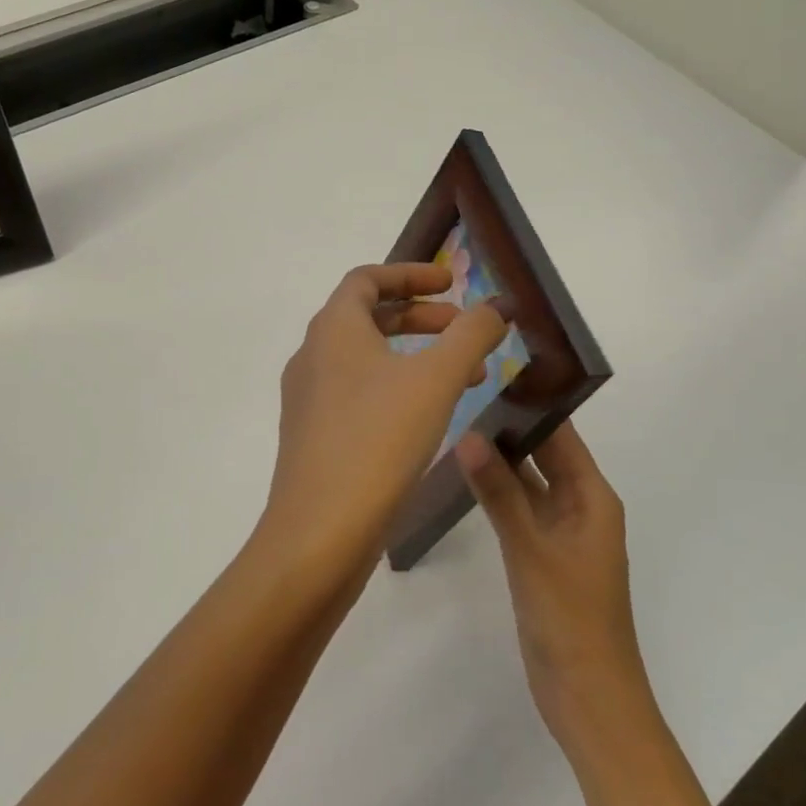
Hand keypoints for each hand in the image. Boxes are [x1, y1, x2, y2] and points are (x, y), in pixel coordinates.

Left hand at [255, 263, 507, 582]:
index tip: (452, 283)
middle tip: (467, 332)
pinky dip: (397, 389)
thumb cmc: (378, 440)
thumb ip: (471, 334)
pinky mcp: (314, 436)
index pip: (368, 278)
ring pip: (367, 359)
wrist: (320, 532)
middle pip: (369, 317)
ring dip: (416, 357)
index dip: (411, 273)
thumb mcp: (436, 379)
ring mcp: (309, 399)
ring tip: (465, 379)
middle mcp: (313, 356)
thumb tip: (497, 306)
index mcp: (333, 329)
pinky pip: (360, 394)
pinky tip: (430, 418)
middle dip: (422, 318)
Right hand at [455, 425, 648, 744]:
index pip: (562, 435)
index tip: (491, 376)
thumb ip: (499, 492)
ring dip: (501, 463)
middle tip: (461, 398)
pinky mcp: (542, 557)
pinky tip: (465, 481)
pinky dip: (497, 495)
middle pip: (545, 456)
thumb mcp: (531, 549)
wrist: (588, 698)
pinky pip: (520, 512)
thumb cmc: (571, 617)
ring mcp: (561, 534)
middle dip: (509, 430)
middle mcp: (581, 507)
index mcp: (593, 497)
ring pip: (529, 484)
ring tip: (454, 429)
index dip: (531, 405)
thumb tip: (466, 435)